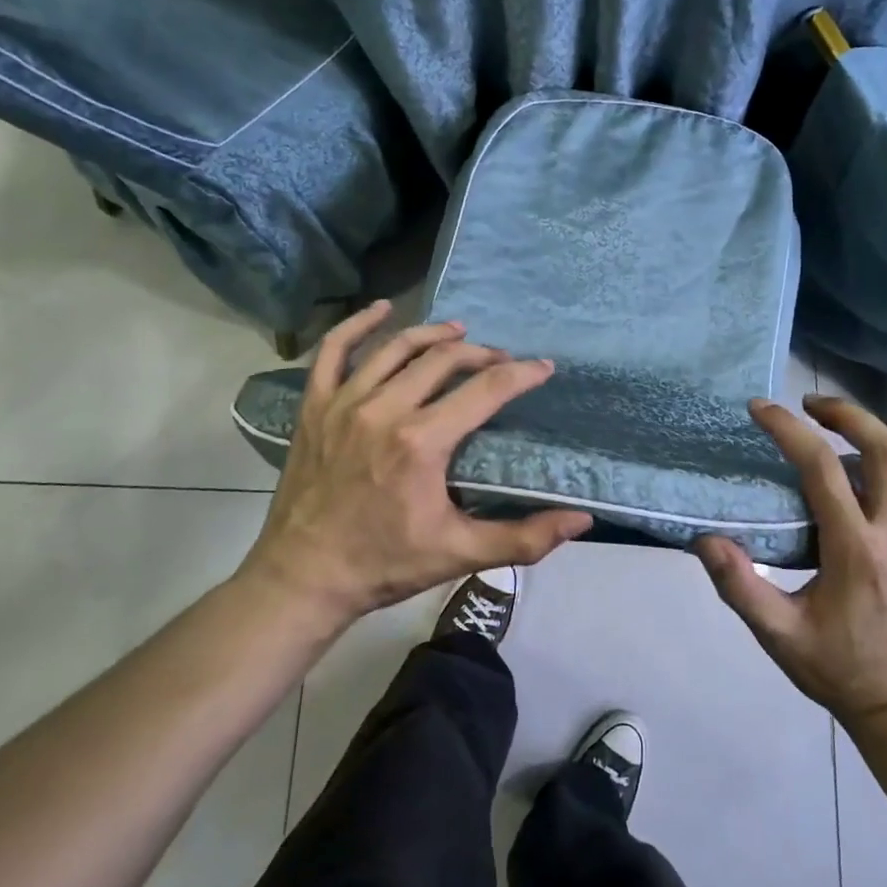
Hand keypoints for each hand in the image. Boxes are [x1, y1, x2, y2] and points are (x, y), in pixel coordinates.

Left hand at [234, 300, 592, 626]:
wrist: (304, 577)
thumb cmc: (385, 564)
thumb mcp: (460, 553)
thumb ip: (524, 537)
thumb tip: (582, 520)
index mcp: (421, 442)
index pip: (485, 389)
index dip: (521, 374)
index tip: (543, 368)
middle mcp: (384, 409)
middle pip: (444, 359)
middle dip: (483, 355)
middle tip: (502, 363)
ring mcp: (344, 403)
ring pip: (397, 348)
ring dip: (434, 334)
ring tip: (461, 332)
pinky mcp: (314, 406)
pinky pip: (333, 351)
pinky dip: (357, 325)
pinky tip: (382, 310)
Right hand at [694, 395, 886, 724]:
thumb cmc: (835, 666)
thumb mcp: (778, 634)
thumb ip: (740, 587)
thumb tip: (705, 539)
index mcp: (855, 550)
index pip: (823, 470)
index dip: (789, 431)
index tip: (759, 409)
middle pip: (882, 449)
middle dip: (843, 414)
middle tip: (804, 404)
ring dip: (875, 425)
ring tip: (835, 414)